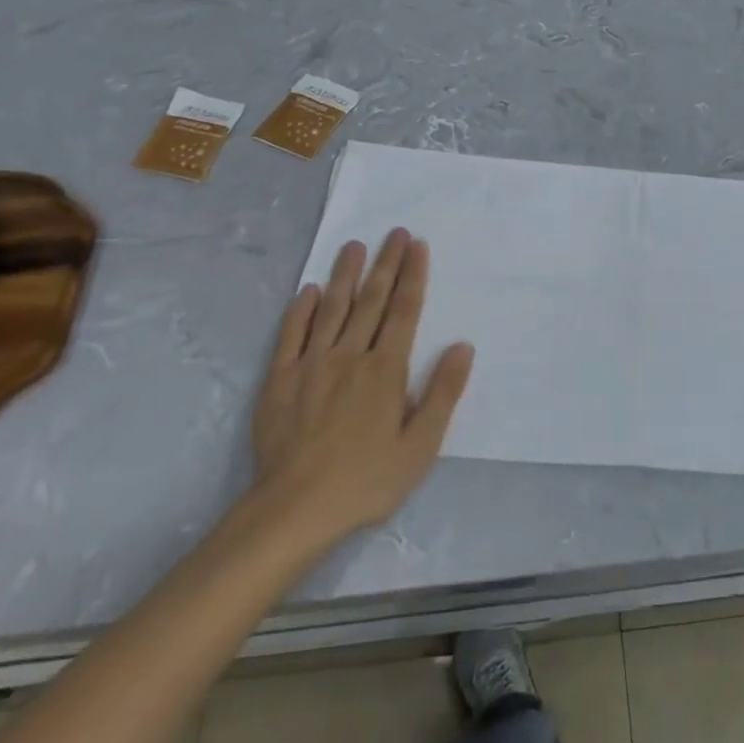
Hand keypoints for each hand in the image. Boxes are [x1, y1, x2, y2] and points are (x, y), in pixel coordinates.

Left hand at [250, 229, 473, 543]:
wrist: (295, 509)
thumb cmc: (367, 480)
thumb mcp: (421, 446)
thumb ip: (443, 393)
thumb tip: (463, 346)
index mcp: (386, 370)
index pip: (404, 311)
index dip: (412, 276)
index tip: (417, 245)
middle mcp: (350, 356)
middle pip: (371, 300)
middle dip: (385, 264)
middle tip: (394, 232)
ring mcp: (311, 364)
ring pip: (331, 309)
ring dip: (344, 275)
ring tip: (353, 246)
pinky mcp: (280, 379)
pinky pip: (291, 335)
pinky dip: (301, 310)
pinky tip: (309, 291)